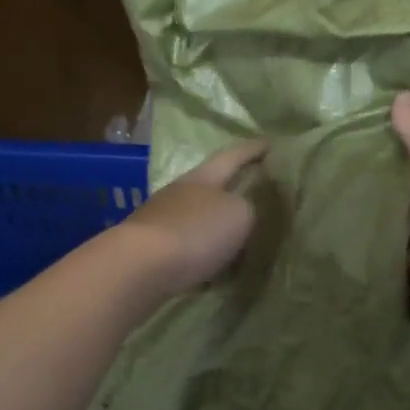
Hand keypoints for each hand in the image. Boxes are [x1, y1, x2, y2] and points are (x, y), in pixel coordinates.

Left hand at [118, 140, 267, 297]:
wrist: (139, 267)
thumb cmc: (196, 231)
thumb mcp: (240, 215)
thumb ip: (248, 209)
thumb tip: (243, 212)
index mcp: (203, 177)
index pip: (232, 157)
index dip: (252, 150)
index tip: (270, 143)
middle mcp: (179, 192)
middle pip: (211, 186)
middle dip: (232, 190)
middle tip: (256, 194)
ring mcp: (161, 220)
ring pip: (197, 217)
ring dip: (216, 225)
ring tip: (238, 237)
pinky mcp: (151, 249)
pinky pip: (186, 244)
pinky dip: (202, 250)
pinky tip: (213, 264)